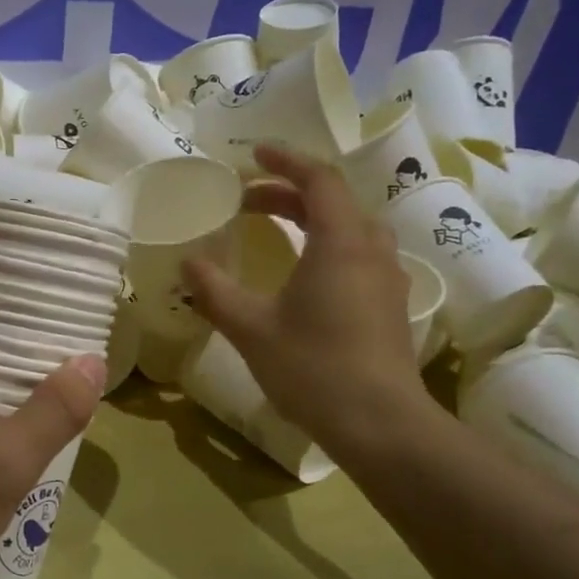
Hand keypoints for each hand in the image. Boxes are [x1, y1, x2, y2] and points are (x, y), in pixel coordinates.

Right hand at [185, 145, 430, 450]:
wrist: (380, 424)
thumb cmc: (313, 367)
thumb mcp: (251, 328)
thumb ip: (216, 291)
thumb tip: (188, 263)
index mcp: (340, 242)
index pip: (318, 179)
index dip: (285, 160)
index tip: (254, 154)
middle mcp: (371, 250)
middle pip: (334, 201)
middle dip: (289, 193)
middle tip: (247, 201)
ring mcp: (387, 279)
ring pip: (351, 228)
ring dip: (312, 218)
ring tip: (276, 229)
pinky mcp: (390, 306)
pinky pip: (359, 255)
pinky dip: (328, 246)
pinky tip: (306, 275)